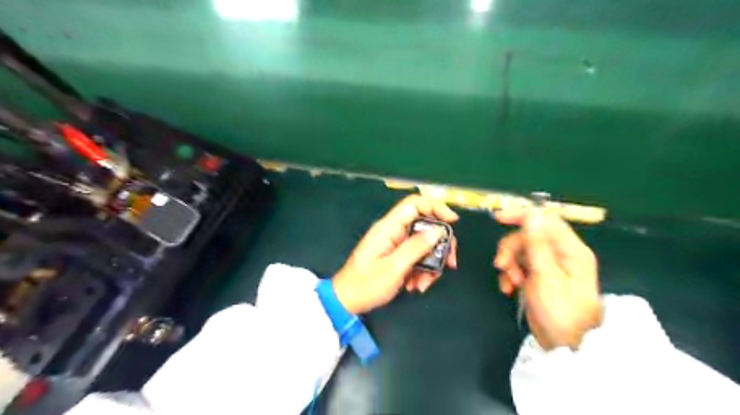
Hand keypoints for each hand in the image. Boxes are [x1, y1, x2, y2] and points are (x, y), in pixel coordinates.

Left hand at [334, 196, 456, 311]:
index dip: (436, 207)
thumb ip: (416, 247)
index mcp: (389, 227)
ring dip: (430, 264)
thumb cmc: (366, 284)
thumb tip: (438, 231)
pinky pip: (417, 257)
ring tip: (423, 284)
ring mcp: (396, 244)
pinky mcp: (397, 256)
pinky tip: (415, 285)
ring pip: (424, 245)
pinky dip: (421, 271)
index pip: (414, 204)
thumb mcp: (394, 267)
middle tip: (449, 263)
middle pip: (425, 226)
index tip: (453, 222)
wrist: (348, 301)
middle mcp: (394, 231)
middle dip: (439, 245)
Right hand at [490, 207, 600, 350]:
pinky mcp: (539, 276)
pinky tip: (508, 288)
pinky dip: (511, 274)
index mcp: (570, 249)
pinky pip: (520, 265)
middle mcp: (561, 253)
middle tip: (501, 265)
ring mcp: (550, 265)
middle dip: (511, 249)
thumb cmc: (561, 311)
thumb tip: (532, 214)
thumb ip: (537, 244)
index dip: (521, 215)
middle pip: (528, 236)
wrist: (566, 345)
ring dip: (510, 264)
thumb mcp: (546, 276)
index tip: (498, 219)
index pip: (545, 219)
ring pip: (521, 251)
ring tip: (509, 282)